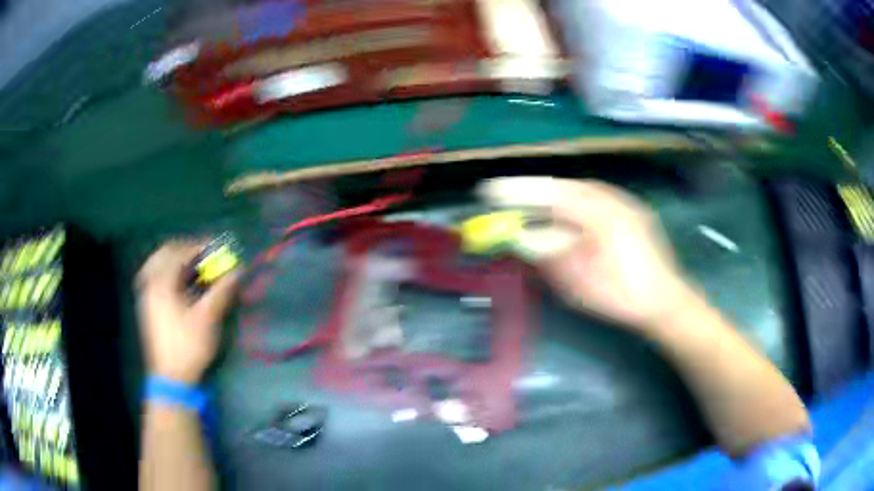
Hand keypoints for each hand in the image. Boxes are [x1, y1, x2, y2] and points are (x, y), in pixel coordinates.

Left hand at [135, 241, 240, 383]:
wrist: (171, 377)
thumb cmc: (188, 346)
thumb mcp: (207, 318)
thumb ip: (221, 290)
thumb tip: (238, 270)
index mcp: (161, 282)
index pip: (179, 251)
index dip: (199, 245)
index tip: (216, 247)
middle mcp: (150, 283)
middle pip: (164, 253)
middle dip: (184, 249)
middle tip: (202, 254)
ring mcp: (146, 295)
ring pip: (157, 265)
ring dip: (175, 260)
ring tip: (192, 267)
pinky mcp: (148, 307)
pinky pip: (155, 277)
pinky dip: (168, 273)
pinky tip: (179, 283)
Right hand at [481, 177, 697, 330]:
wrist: (665, 301)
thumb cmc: (622, 298)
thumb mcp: (581, 284)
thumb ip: (551, 257)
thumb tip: (522, 238)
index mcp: (601, 217)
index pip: (552, 197)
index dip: (519, 192)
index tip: (489, 191)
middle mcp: (613, 200)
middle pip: (565, 187)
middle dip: (533, 191)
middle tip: (504, 196)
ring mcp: (624, 203)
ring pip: (580, 189)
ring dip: (552, 195)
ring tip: (527, 203)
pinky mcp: (630, 210)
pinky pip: (595, 197)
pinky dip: (572, 201)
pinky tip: (561, 212)